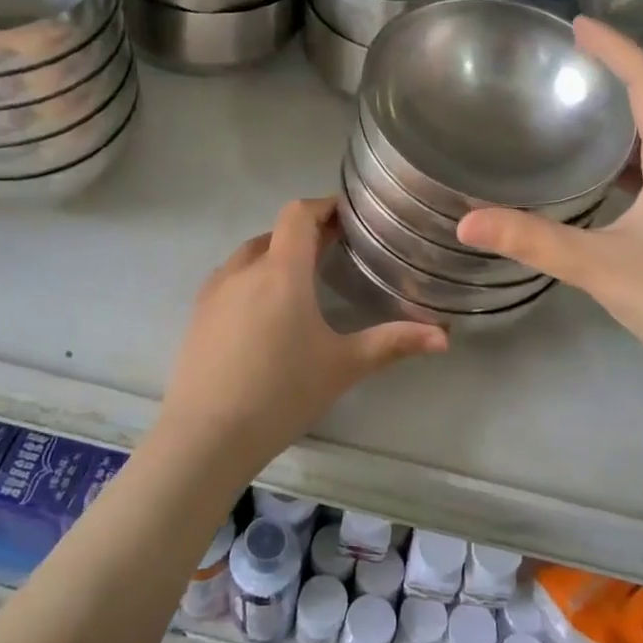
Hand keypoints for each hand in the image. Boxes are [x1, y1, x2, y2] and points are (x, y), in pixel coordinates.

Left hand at [157, 197, 447, 472]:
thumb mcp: (342, 366)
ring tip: (301, 279)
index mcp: (281, 271)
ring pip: (249, 255)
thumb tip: (444, 336)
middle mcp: (244, 270)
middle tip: (334, 250)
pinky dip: (252, 278)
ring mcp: (214, 292)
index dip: (324, 206)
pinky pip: (229, 279)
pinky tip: (264, 312)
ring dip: (276, 255)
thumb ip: (393, 344)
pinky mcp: (197, 315)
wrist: (206, 435)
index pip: (298, 214)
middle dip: (304, 234)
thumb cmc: (281, 393)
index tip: (348, 215)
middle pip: (275, 233)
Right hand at [456, 18, 642, 384]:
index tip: (580, 25)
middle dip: (626, 72)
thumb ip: (533, 241)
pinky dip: (639, 156)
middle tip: (583, 57)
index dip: (617, 48)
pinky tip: (614, 178)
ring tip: (593, 106)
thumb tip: (465, 221)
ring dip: (636, 113)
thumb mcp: (601, 267)